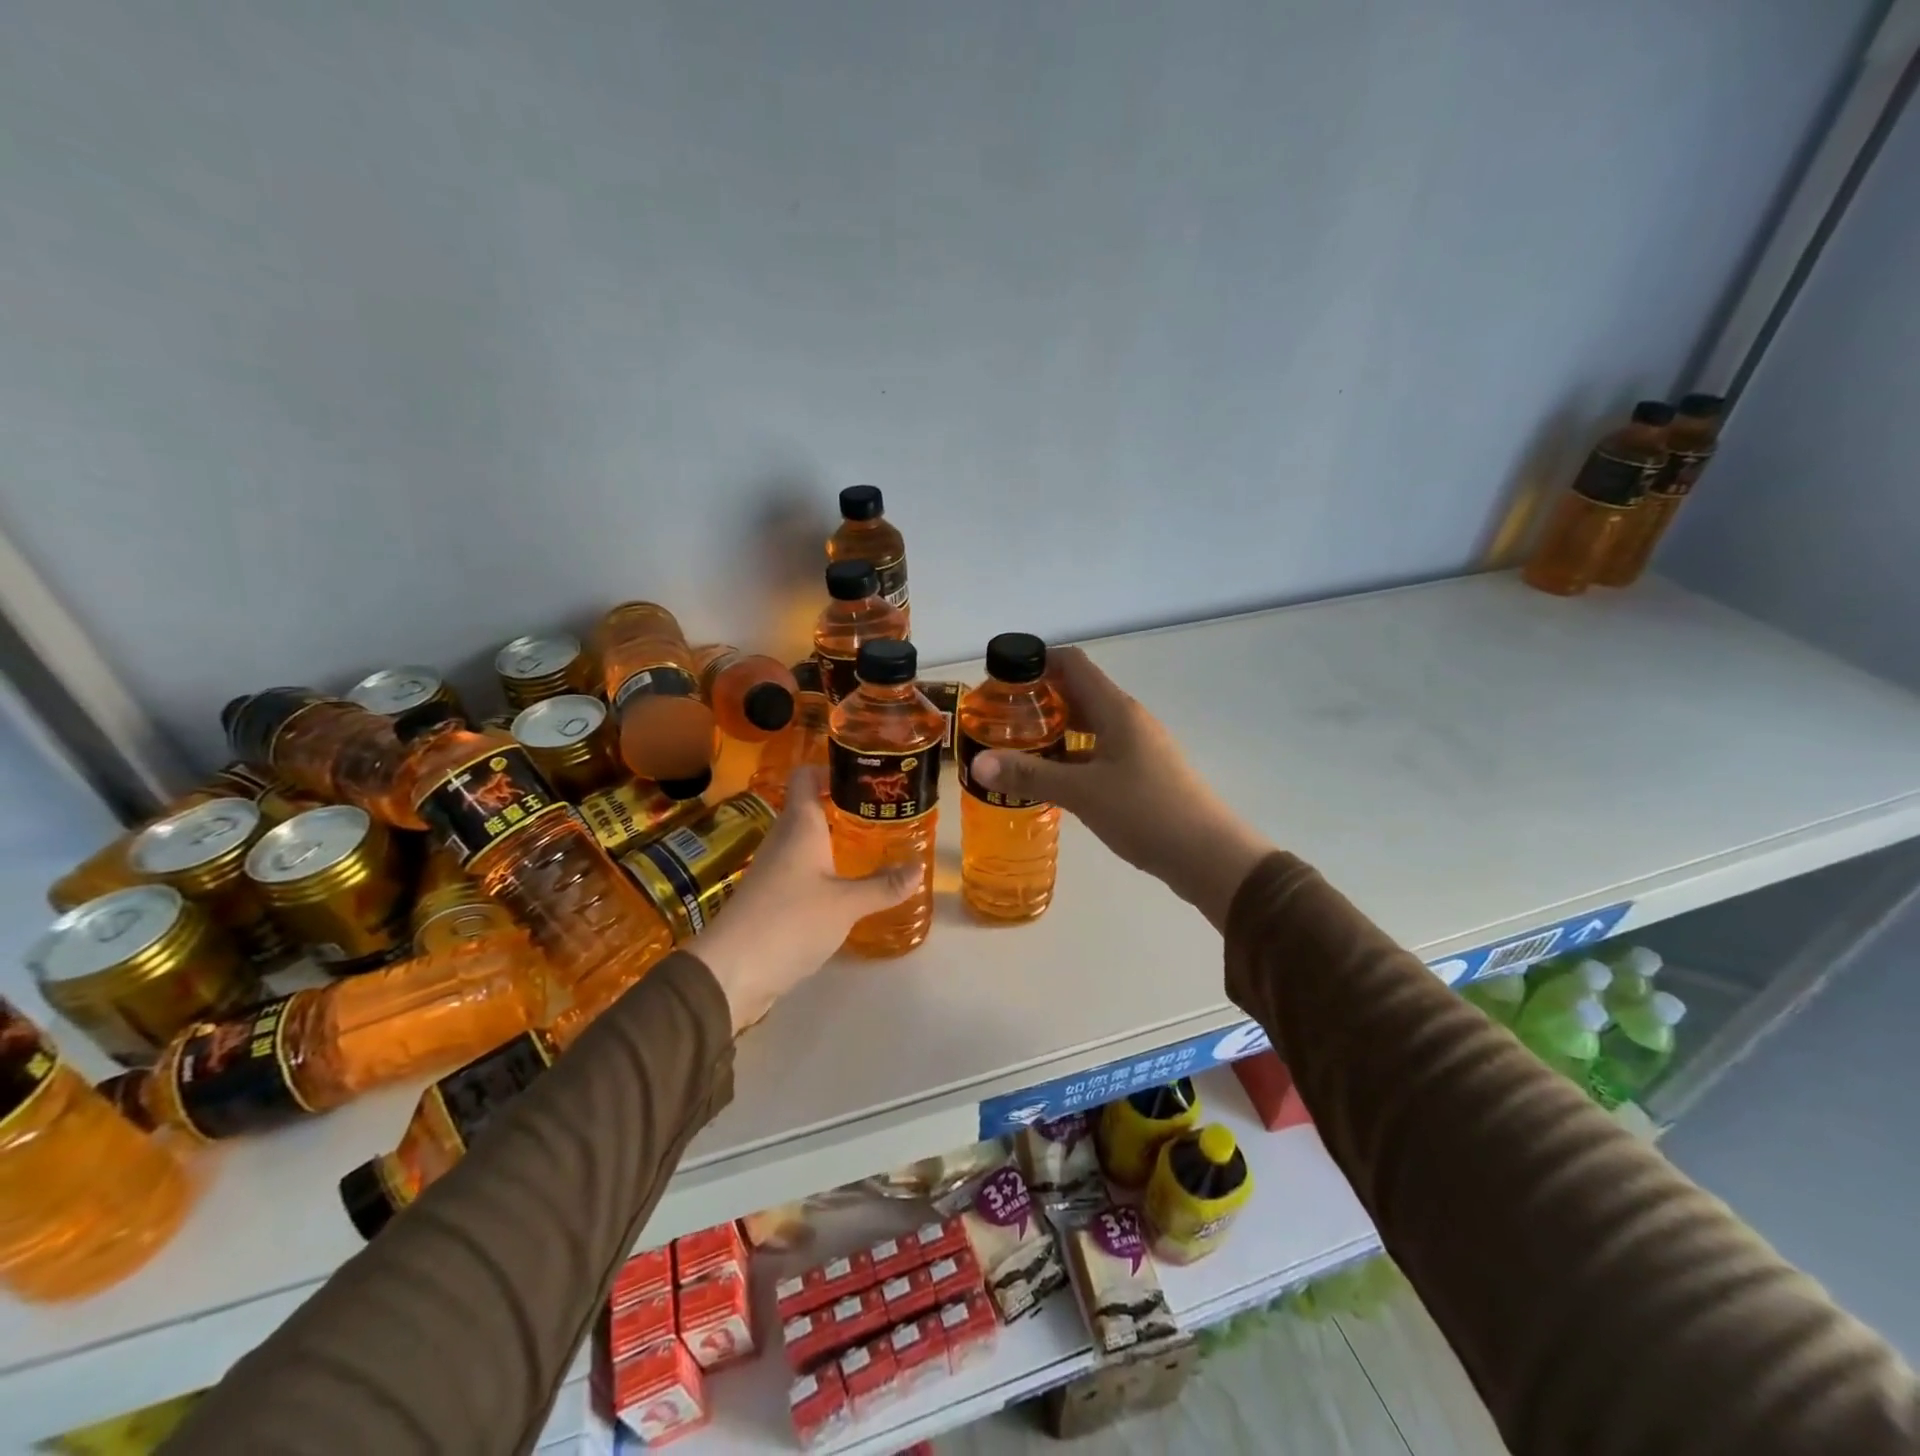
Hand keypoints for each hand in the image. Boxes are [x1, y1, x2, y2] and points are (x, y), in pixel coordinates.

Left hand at [689, 768, 918, 1032]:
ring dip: (834, 839)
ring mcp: (773, 869)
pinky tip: (846, 885)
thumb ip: (883, 886)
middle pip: (809, 807)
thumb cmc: (790, 922)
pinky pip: (801, 869)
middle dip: (844, 806)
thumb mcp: (846, 905)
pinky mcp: (770, 897)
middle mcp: (783, 839)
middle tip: (882, 813)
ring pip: (806, 840)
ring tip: (873, 846)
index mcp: (799, 826)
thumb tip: (919, 868)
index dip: (831, 769)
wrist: (731, 972)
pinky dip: (824, 869)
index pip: (806, 777)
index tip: (865, 776)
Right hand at [971, 646, 1273, 930]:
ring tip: (1016, 747)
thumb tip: (978, 762)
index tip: (1001, 678)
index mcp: (1116, 710)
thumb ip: (1030, 775)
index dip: (1036, 661)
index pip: (1072, 663)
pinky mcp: (1142, 773)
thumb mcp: (1082, 793)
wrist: (1209, 856)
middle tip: (999, 718)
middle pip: (1078, 692)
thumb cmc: (1146, 812)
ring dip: (1054, 730)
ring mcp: (1138, 747)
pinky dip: (1071, 756)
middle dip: (1038, 700)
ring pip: (1088, 725)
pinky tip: (1050, 778)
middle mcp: (1128, 720)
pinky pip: (1098, 751)